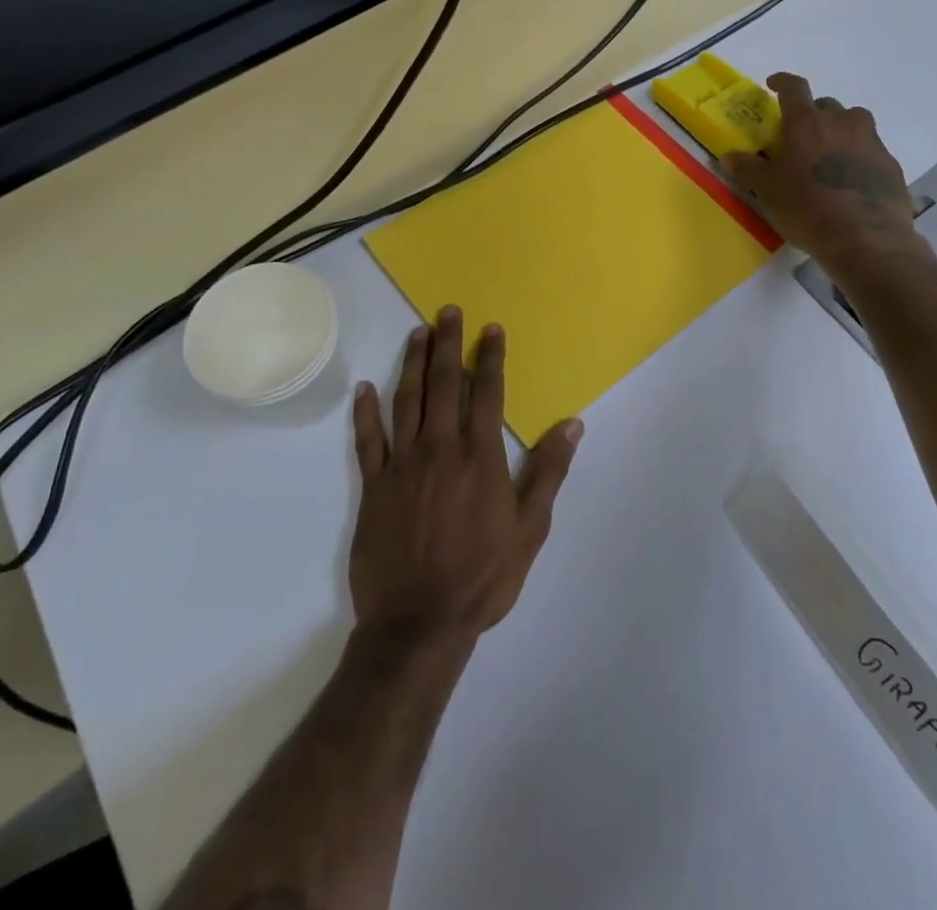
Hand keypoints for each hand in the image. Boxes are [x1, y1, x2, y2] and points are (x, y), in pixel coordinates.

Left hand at [349, 306, 581, 642]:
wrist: (418, 624)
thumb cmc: (482, 576)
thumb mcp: (530, 529)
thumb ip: (548, 472)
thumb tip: (572, 424)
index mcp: (480, 457)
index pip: (487, 392)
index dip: (490, 357)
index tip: (491, 329)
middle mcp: (440, 448)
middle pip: (445, 384)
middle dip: (449, 344)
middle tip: (448, 311)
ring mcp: (402, 464)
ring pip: (407, 401)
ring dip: (413, 364)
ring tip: (417, 332)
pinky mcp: (373, 486)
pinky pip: (367, 440)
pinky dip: (365, 412)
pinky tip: (365, 388)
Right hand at [724, 73, 928, 283]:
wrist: (866, 238)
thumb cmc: (807, 208)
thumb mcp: (768, 191)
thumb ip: (748, 169)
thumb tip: (729, 156)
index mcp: (807, 122)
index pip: (794, 88)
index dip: (782, 82)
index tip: (773, 84)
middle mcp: (842, 122)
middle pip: (826, 105)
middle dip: (812, 115)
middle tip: (800, 137)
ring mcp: (871, 141)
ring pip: (854, 124)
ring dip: (840, 132)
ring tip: (829, 157)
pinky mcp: (891, 164)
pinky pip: (870, 150)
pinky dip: (858, 158)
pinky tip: (850, 182)